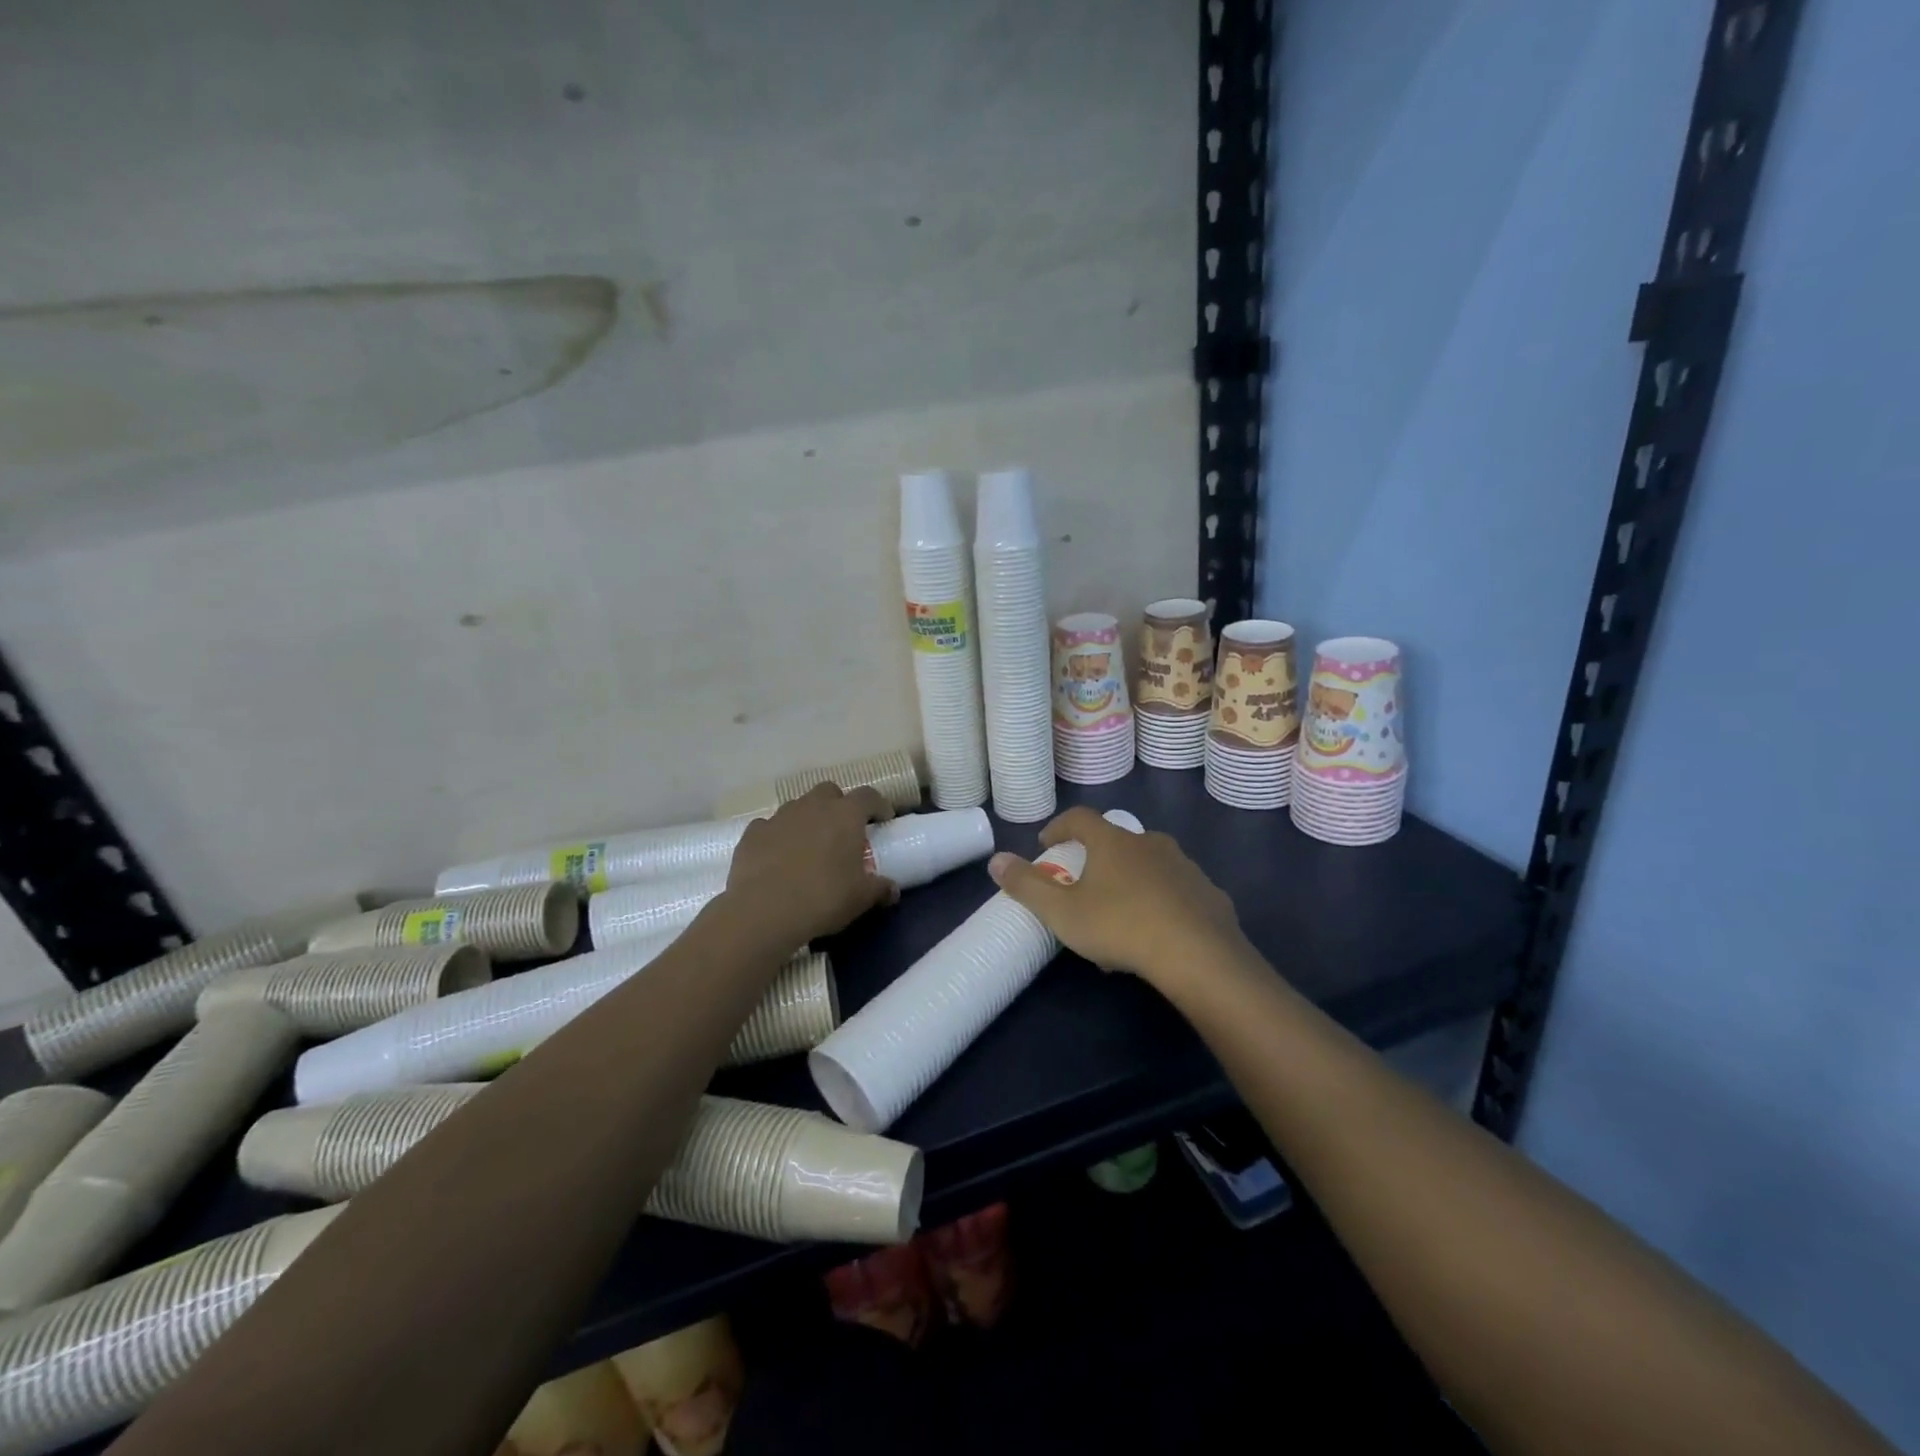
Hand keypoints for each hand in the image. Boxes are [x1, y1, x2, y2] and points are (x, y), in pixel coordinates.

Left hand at [721, 782, 897, 950]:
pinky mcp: (753, 833)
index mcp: (845, 815)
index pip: (868, 796)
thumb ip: (880, 889)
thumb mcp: (861, 898)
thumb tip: (892, 890)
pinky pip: (770, 827)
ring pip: (798, 806)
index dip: (878, 805)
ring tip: (809, 846)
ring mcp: (779, 816)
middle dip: (838, 805)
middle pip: (829, 792)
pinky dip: (777, 836)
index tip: (883, 820)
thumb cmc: (823, 898)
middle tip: (842, 831)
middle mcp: (813, 806)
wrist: (764, 911)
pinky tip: (777, 857)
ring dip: (807, 819)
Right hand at [986, 806, 1247, 990]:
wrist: (1198, 955)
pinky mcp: (1209, 893)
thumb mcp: (1062, 912)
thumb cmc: (1120, 926)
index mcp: (1113, 842)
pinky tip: (1158, 932)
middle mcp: (1150, 843)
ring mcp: (1184, 866)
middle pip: (1116, 841)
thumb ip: (1026, 886)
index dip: (1059, 827)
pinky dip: (1162, 902)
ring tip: (1120, 916)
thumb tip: (995, 860)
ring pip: (1149, 866)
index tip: (1047, 845)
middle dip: (1097, 859)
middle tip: (1084, 887)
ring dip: (1131, 881)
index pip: (1080, 818)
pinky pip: (1177, 891)